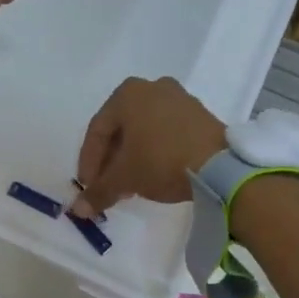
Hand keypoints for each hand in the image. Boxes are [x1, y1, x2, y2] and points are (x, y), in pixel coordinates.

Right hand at [72, 77, 226, 215]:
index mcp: (127, 93)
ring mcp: (179, 98)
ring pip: (144, 130)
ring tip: (130, 186)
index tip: (88, 187)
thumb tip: (79, 210)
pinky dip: (155, 151)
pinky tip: (154, 174)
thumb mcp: (124, 178)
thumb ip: (98, 192)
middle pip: (121, 129)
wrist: (220, 165)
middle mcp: (152, 87)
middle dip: (111, 160)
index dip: (89, 162)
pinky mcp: (200, 114)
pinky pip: (166, 131)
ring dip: (132, 158)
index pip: (97, 131)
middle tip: (108, 187)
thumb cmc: (161, 161)